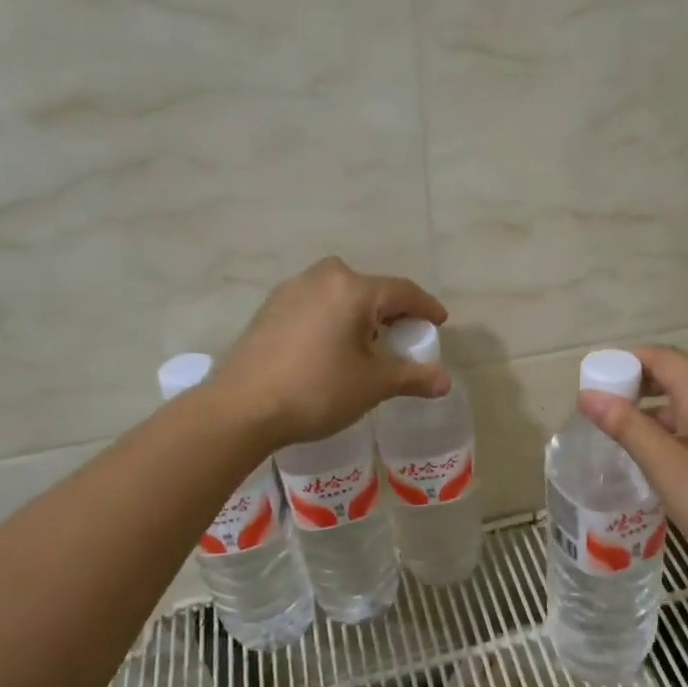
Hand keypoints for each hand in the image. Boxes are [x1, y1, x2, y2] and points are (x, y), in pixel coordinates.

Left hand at [211, 257, 450, 447]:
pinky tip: (331, 345)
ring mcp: (291, 290)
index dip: (426, 307)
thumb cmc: (317, 390)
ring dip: (359, 312)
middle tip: (403, 335)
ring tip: (367, 342)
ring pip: (339, 293)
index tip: (439, 322)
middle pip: (370, 288)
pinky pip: (315, 304)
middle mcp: (322, 277)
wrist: (242, 408)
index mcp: (353, 289)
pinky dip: (332, 317)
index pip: (403, 292)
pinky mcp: (270, 308)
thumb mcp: (373, 385)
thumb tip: (445, 381)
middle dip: (392, 310)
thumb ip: (412, 377)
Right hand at [577, 347, 687, 587]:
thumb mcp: (669, 470)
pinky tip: (680, 457)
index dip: (622, 365)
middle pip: (681, 373)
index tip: (594, 390)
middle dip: (642, 389)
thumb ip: (628, 428)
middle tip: (609, 418)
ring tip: (638, 442)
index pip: (659, 356)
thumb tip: (588, 396)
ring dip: (666, 410)